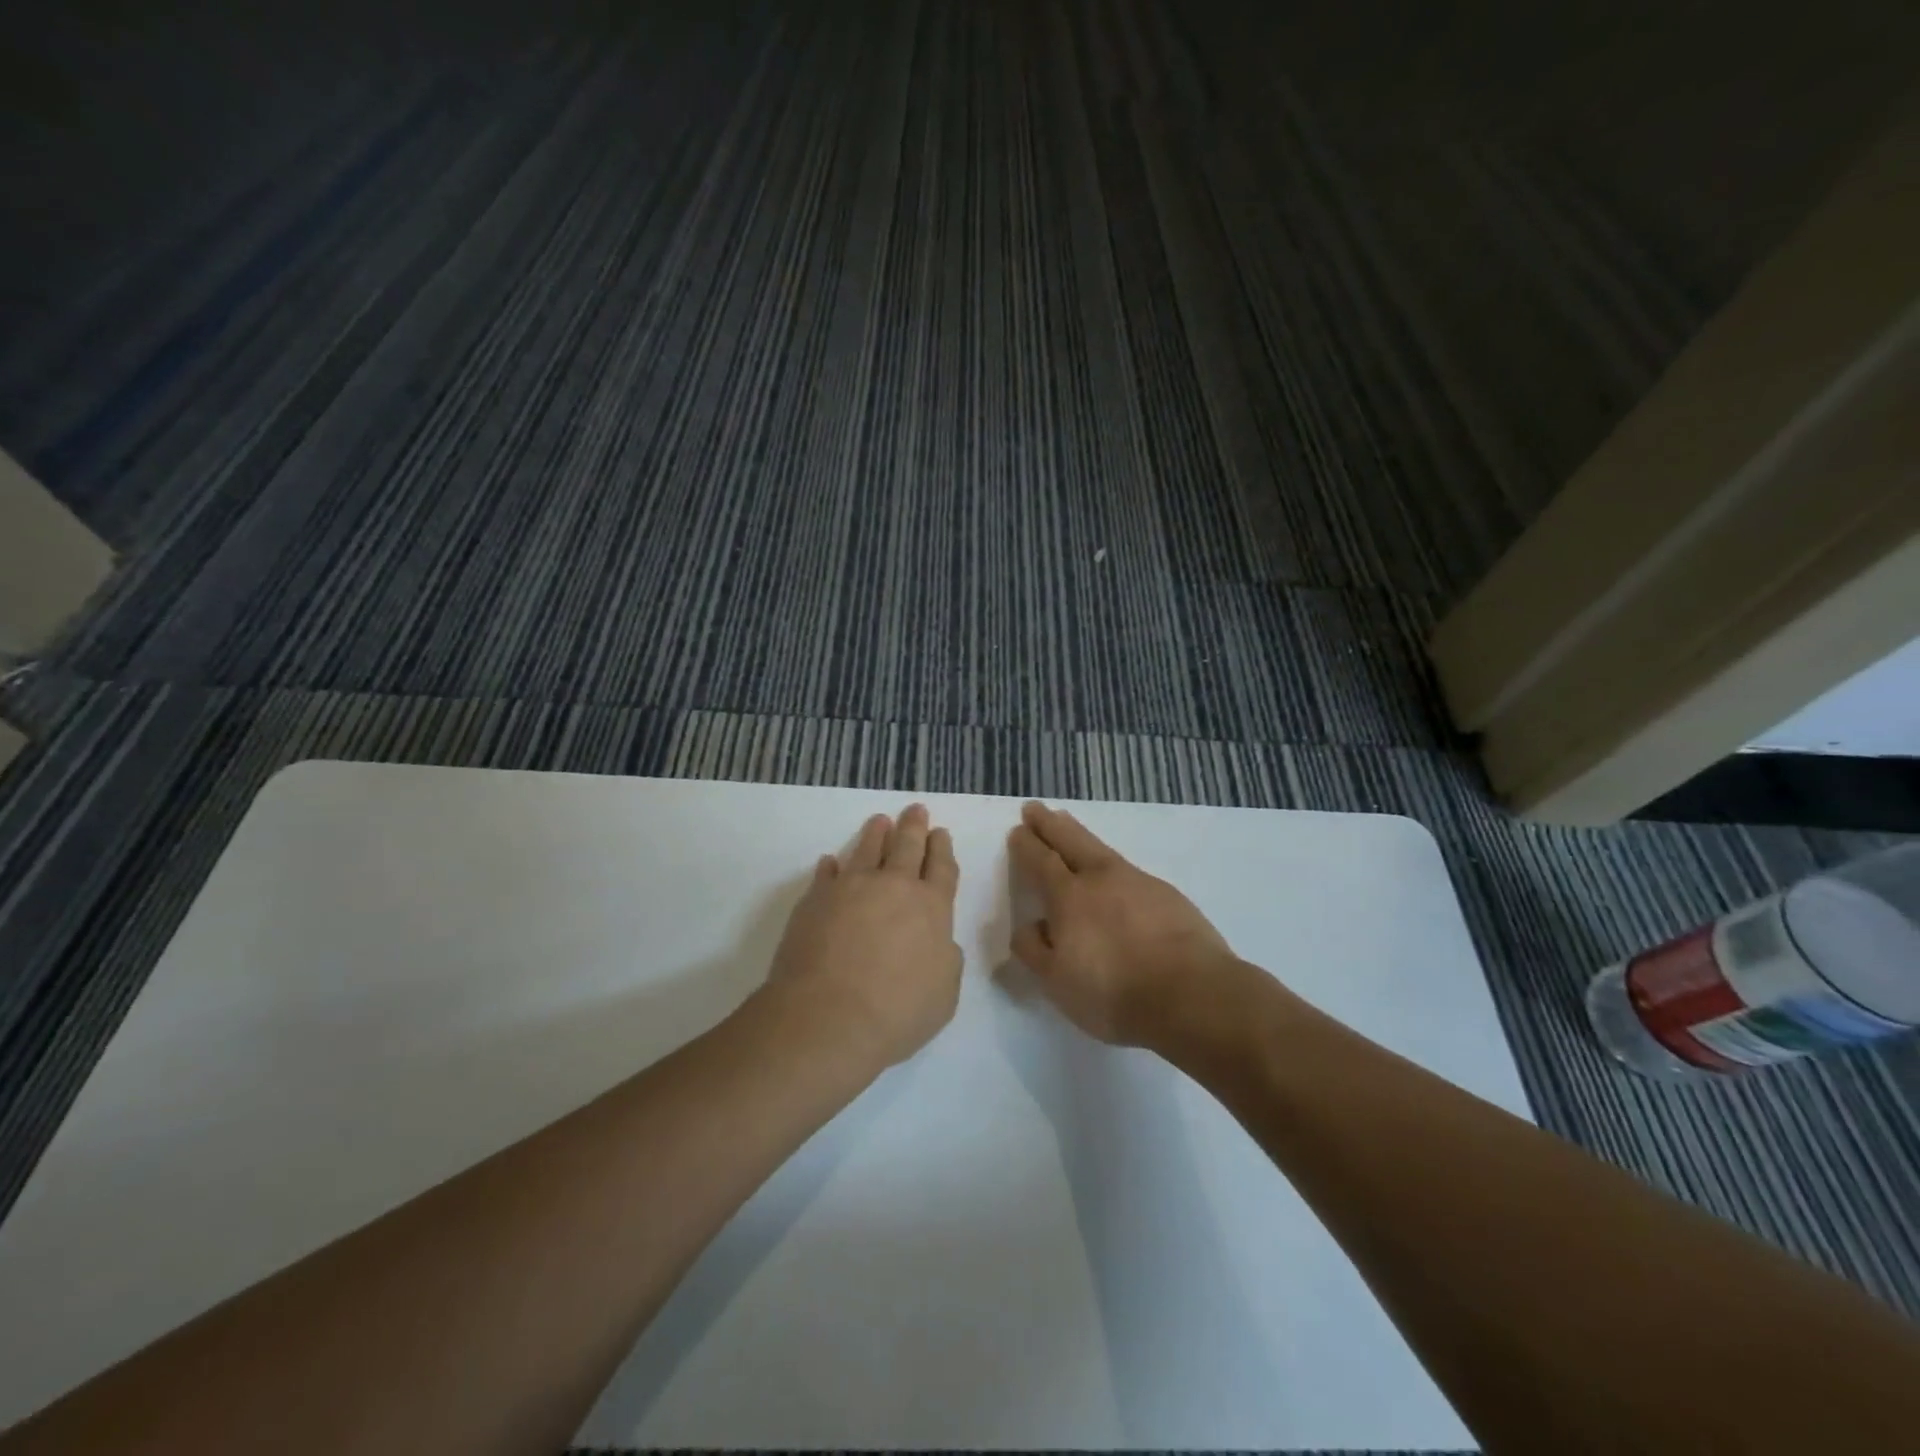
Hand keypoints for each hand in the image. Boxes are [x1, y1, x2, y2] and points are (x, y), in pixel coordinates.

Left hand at [764, 804, 963, 1067]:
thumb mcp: (944, 995)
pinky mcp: (815, 900)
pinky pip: (826, 875)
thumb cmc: (896, 1011)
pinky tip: (831, 862)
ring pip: (867, 849)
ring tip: (879, 821)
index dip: (942, 849)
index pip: (942, 868)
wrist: (827, 1017)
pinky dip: (831, 867)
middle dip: (914, 827)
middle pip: (907, 847)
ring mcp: (851, 889)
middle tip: (916, 809)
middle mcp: (893, 887)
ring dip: (876, 834)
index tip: (941, 833)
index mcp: (931, 908)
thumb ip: (946, 961)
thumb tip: (938, 943)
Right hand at [1006, 801, 1241, 1047]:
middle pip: (1070, 840)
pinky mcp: (1168, 896)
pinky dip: (1112, 866)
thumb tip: (1030, 925)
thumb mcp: (1057, 981)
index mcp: (1068, 896)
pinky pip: (1129, 871)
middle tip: (1035, 809)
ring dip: (1079, 835)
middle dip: (1049, 824)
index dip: (1026, 845)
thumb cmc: (1114, 992)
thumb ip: (1035, 949)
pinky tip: (1114, 876)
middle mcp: (1101, 878)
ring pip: (1101, 850)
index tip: (1017, 831)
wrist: (1192, 994)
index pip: (1040, 861)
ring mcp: (1138, 882)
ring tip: (1069, 826)